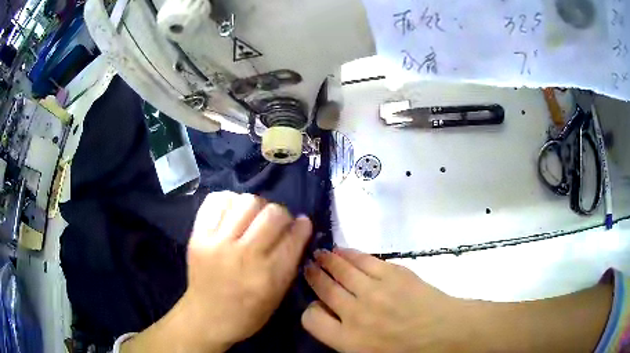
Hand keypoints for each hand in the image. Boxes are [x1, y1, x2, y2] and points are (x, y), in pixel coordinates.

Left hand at [183, 192, 311, 348]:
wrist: (207, 317)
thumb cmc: (248, 313)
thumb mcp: (278, 296)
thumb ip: (291, 261)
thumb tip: (300, 227)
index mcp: (268, 276)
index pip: (293, 237)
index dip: (301, 226)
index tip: (301, 223)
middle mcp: (244, 255)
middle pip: (272, 213)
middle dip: (281, 215)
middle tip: (276, 223)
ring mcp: (217, 243)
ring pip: (246, 201)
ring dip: (256, 207)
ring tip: (252, 218)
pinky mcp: (198, 236)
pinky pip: (217, 201)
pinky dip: (229, 202)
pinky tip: (232, 214)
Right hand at [302, 248, 468, 351]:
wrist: (446, 333)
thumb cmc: (410, 352)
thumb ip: (345, 342)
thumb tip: (331, 322)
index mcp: (348, 340)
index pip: (311, 319)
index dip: (310, 311)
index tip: (316, 305)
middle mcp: (355, 313)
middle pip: (324, 288)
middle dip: (313, 275)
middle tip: (309, 266)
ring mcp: (375, 290)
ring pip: (342, 270)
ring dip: (328, 260)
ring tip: (321, 254)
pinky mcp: (393, 274)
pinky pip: (365, 260)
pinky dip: (351, 254)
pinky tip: (344, 251)